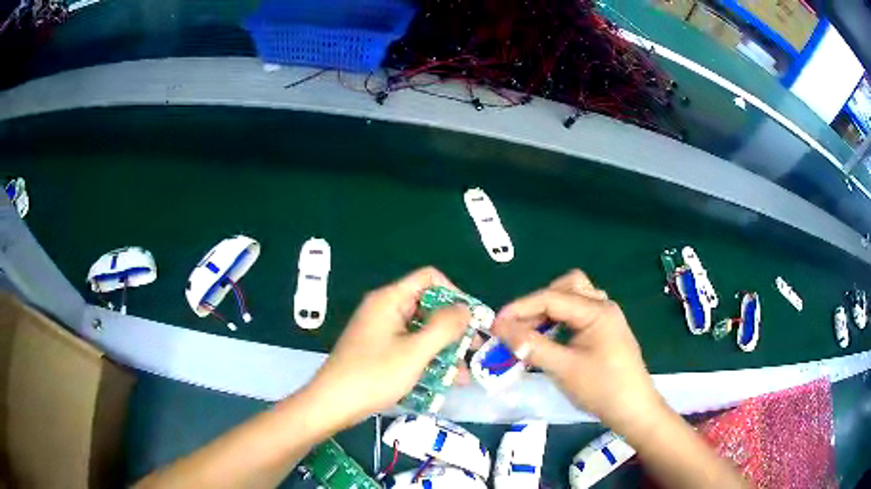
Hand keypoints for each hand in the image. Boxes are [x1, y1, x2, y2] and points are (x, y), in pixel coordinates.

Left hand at [304, 267, 470, 430]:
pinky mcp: (378, 350)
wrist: (333, 404)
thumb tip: (466, 308)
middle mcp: (385, 309)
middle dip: (453, 328)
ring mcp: (381, 331)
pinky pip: (409, 347)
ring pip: (421, 330)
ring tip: (463, 374)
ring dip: (443, 349)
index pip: (429, 278)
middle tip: (474, 350)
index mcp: (390, 299)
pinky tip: (444, 381)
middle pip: (427, 306)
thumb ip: (444, 327)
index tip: (470, 320)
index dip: (454, 294)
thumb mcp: (415, 352)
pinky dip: (427, 359)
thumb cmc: (374, 375)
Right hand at [492, 270, 665, 429]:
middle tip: (518, 326)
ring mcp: (606, 319)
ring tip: (531, 331)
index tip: (496, 324)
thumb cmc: (602, 388)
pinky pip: (578, 315)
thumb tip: (501, 329)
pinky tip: (550, 338)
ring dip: (549, 310)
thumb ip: (531, 346)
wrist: (633, 410)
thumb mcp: (563, 368)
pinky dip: (560, 320)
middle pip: (566, 287)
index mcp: (597, 310)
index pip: (551, 298)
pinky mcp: (605, 332)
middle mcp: (603, 307)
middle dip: (538, 303)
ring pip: (573, 299)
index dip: (520, 308)